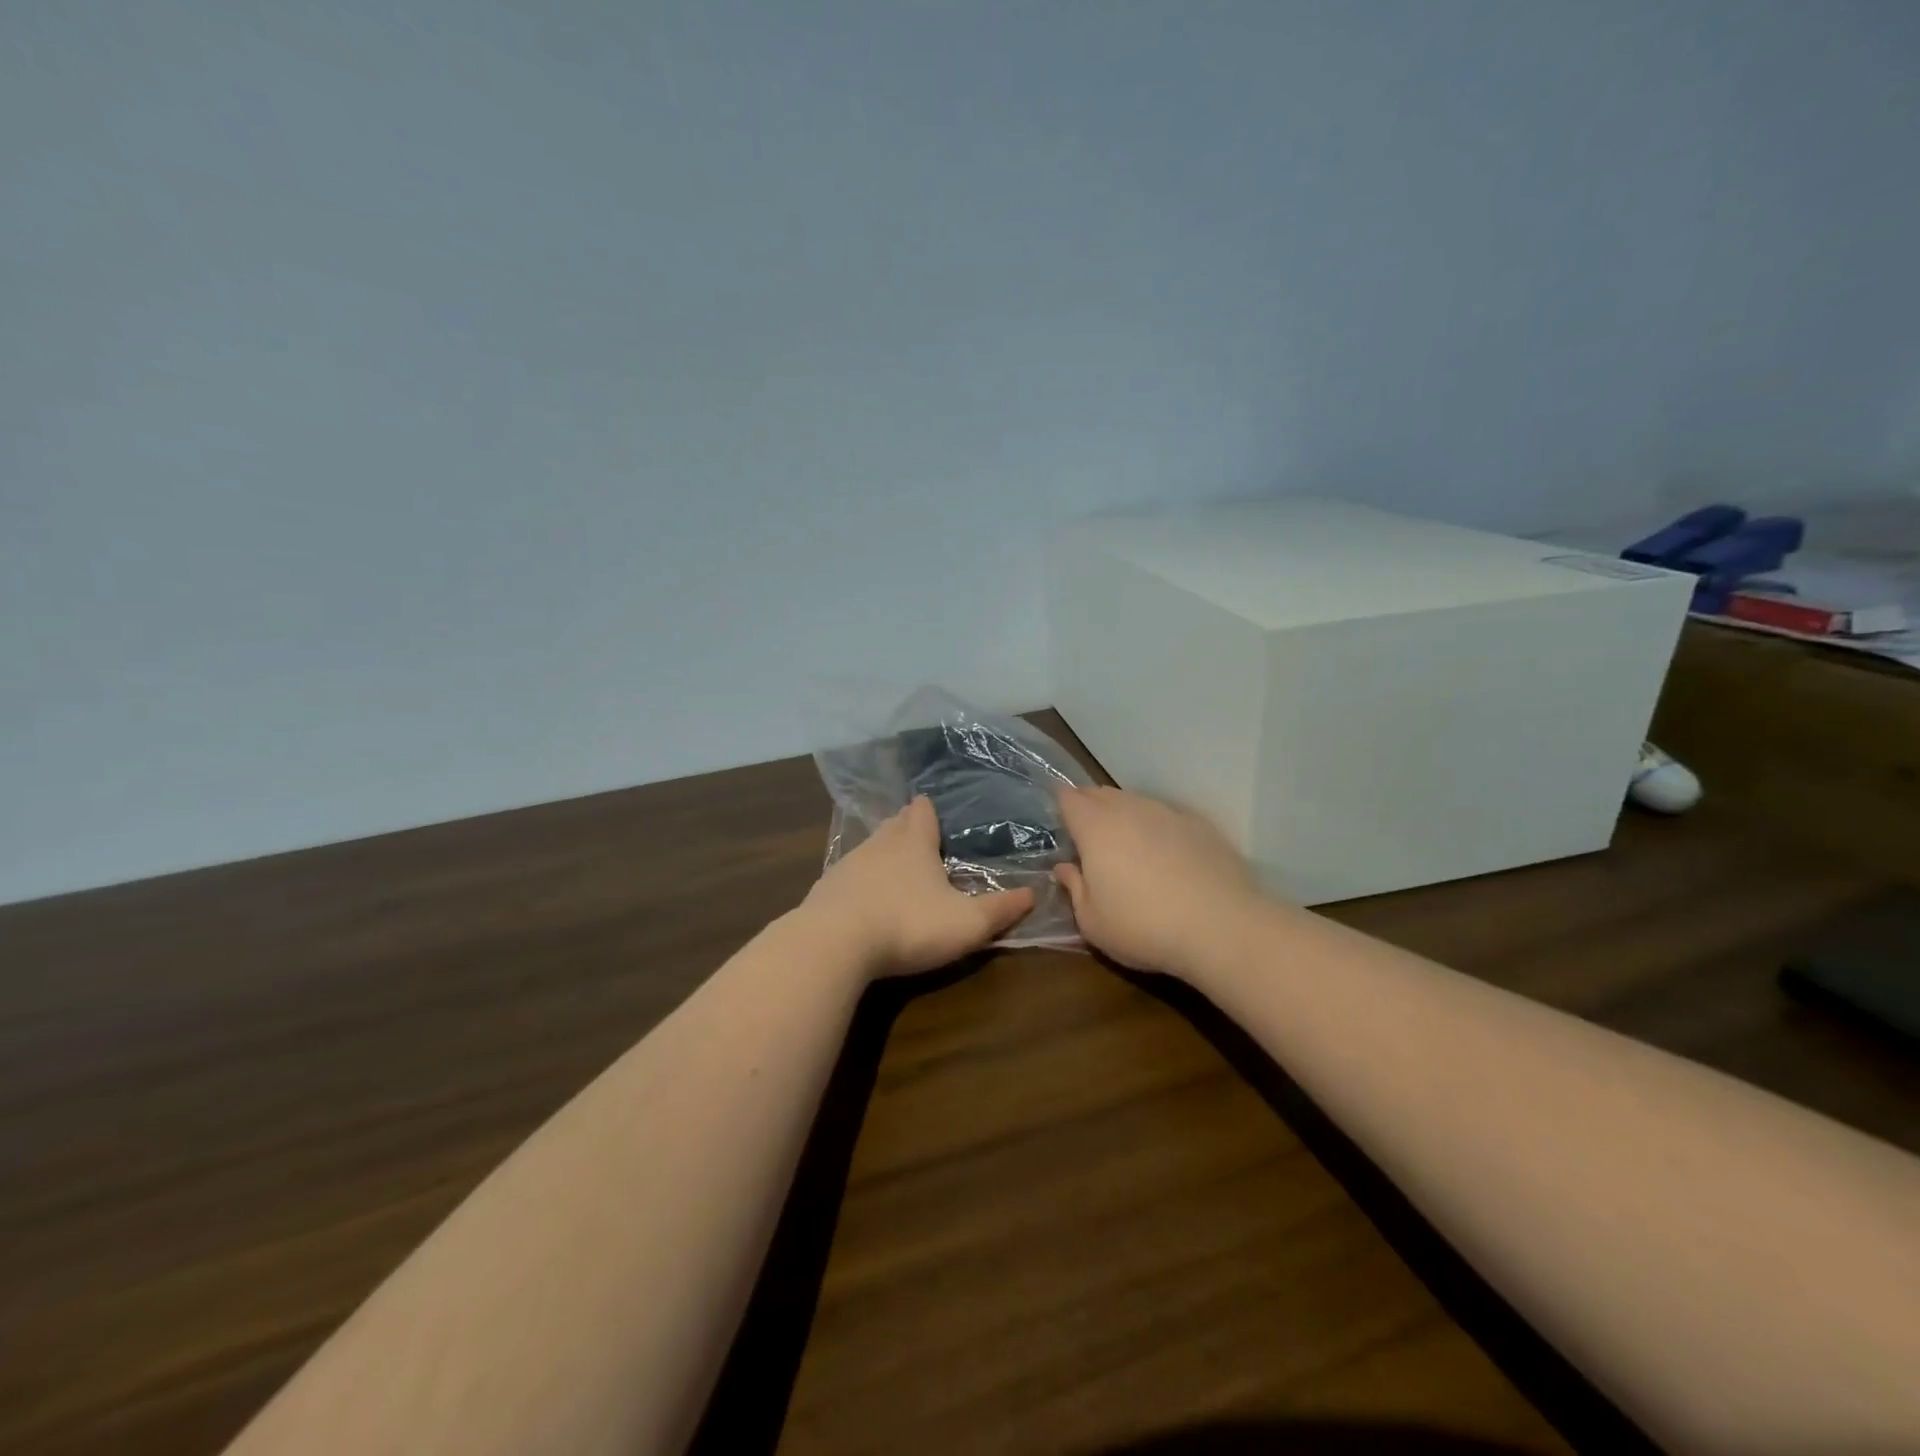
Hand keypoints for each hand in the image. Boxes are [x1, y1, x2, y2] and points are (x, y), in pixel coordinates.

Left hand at [802, 797, 1034, 977]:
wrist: (834, 943)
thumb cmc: (909, 924)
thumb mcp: (966, 923)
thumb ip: (1000, 909)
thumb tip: (1033, 893)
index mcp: (914, 843)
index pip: (922, 812)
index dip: (929, 810)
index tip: (933, 809)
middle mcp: (879, 844)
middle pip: (894, 825)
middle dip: (906, 827)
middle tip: (918, 834)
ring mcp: (848, 865)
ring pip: (869, 848)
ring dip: (881, 853)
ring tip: (893, 865)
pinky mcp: (825, 890)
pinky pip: (848, 876)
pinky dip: (859, 881)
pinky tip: (863, 898)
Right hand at [1053, 785, 1267, 975]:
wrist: (1221, 927)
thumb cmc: (1143, 927)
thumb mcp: (1092, 922)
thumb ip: (1074, 888)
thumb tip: (1065, 868)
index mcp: (1096, 827)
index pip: (1069, 798)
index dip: (1061, 804)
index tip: (1060, 819)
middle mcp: (1130, 809)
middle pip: (1101, 793)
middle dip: (1089, 805)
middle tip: (1086, 831)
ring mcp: (1168, 813)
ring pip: (1136, 801)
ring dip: (1123, 814)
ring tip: (1125, 842)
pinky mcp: (1200, 826)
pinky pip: (1167, 816)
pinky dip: (1157, 827)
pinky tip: (1164, 853)